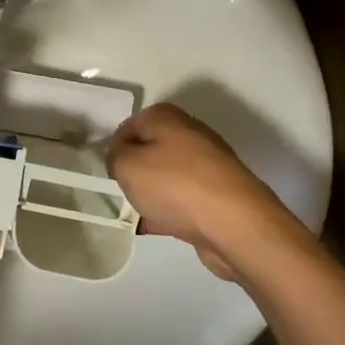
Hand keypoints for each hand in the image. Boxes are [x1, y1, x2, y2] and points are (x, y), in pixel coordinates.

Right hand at [107, 103, 301, 279]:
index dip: (115, 148)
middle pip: (151, 149)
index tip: (109, 172)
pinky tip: (155, 227)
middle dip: (135, 170)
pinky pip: (184, 198)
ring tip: (138, 213)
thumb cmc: (174, 185)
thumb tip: (121, 157)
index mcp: (167, 117)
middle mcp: (190, 133)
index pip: (130, 126)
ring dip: (152, 192)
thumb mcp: (126, 165)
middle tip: (124, 191)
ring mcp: (208, 165)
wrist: (236, 225)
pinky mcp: (219, 194)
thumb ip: (115, 156)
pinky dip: (169, 210)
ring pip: (168, 175)